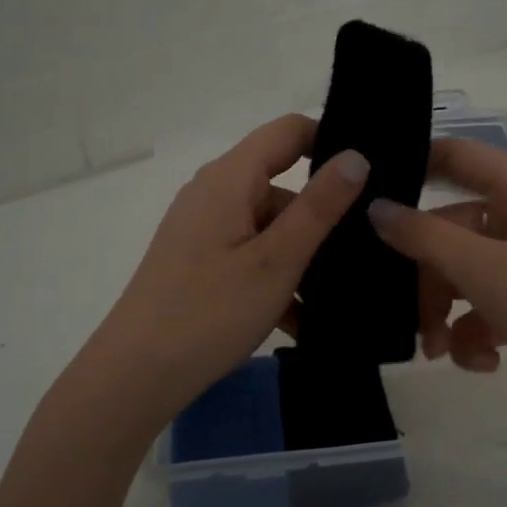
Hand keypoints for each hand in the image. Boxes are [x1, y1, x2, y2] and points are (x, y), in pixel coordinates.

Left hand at [81, 114, 368, 426]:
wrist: (136, 375)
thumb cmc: (210, 312)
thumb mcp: (277, 260)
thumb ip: (319, 206)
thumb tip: (356, 155)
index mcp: (229, 178)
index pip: (288, 131)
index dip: (329, 141)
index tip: (370, 175)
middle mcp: (212, 193)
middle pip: (280, 183)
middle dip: (320, 215)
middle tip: (364, 250)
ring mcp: (202, 228)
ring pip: (268, 225)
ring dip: (301, 255)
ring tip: (337, 295)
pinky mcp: (197, 260)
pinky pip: (248, 253)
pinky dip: (275, 276)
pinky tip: (299, 318)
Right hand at [369, 137, 506, 443]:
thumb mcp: (484, 268)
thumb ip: (424, 236)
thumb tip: (375, 207)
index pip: (457, 156)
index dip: (415, 163)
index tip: (368, 189)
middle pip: (452, 230)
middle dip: (425, 274)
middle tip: (402, 311)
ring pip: (465, 275)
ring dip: (445, 313)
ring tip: (438, 351)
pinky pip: (489, 309)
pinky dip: (477, 335)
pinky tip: (482, 363)